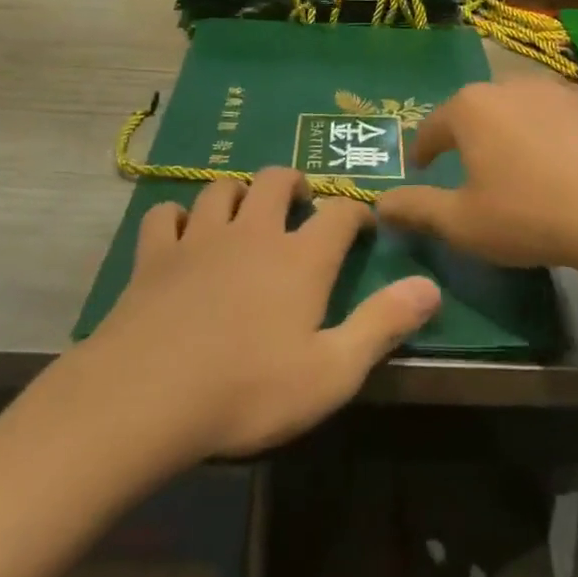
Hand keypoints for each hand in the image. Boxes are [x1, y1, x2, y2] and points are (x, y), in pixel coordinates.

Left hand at [88, 169, 439, 458]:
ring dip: (238, 193)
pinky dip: (176, 217)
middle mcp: (253, 233)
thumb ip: (383, 324)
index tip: (362, 225)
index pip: (339, 213)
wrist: (147, 397)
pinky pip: (165, 215)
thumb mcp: (332, 372)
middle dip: (294, 184)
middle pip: (276, 180)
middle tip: (299, 205)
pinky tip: (180, 233)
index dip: (355, 213)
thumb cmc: (249, 390)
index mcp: (300, 259)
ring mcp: (199, 239)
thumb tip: (430, 286)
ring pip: (221, 189)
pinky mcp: (154, 255)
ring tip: (245, 214)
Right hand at [377, 78, 577, 279]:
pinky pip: (565, 120)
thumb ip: (417, 209)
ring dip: (515, 132)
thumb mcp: (463, 223)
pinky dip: (557, 138)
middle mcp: (512, 86)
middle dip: (470, 136)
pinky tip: (569, 169)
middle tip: (473, 168)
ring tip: (522, 166)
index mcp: (471, 108)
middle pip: (479, 110)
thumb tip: (380, 205)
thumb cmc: (530, 215)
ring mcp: (562, 91)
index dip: (424, 150)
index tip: (424, 168)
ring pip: (524, 109)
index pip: (433, 126)